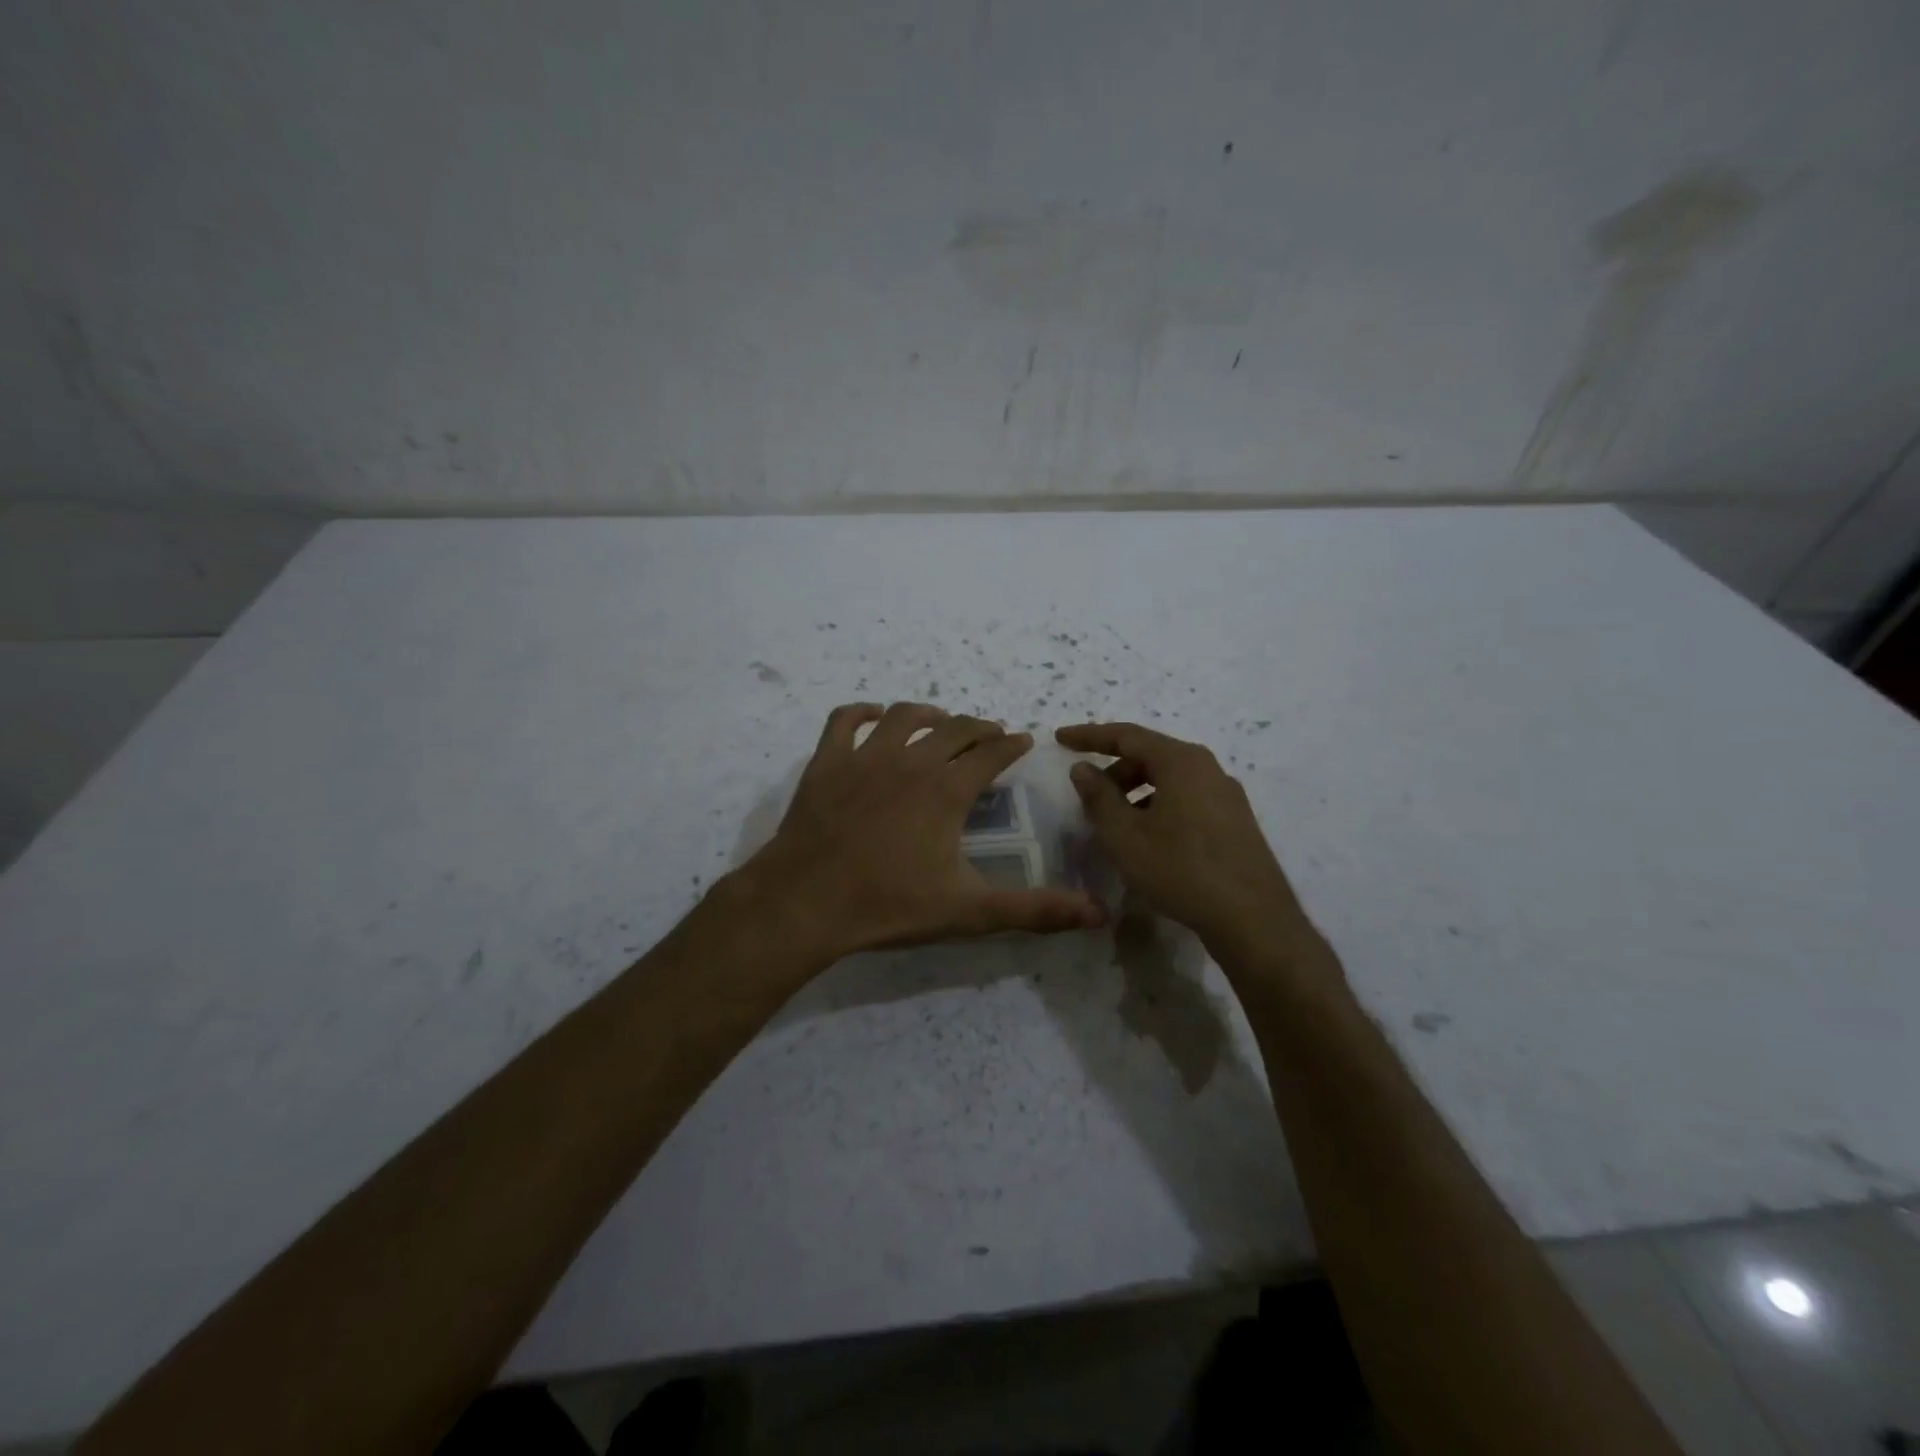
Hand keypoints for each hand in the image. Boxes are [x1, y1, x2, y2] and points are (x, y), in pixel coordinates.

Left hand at [745, 702, 1105, 962]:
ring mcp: (864, 757)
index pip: (990, 753)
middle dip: (978, 728)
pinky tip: (873, 717)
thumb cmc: (889, 904)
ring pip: (903, 717)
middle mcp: (910, 761)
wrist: (806, 902)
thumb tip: (1097, 913)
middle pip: (953, 729)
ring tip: (940, 724)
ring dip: (929, 716)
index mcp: (946, 790)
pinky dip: (862, 713)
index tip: (1023, 740)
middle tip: (989, 734)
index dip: (1011, 744)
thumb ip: (1034, 910)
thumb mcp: (969, 912)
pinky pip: (845, 720)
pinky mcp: (826, 762)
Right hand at [1057, 722, 1308, 960]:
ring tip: (1116, 826)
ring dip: (1136, 793)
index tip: (1060, 738)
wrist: (1252, 918)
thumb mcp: (1124, 835)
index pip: (1127, 735)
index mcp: (1181, 761)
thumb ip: (1099, 797)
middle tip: (1089, 798)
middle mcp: (1208, 768)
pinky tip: (1149, 842)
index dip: (1089, 736)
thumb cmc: (1179, 869)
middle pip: (1151, 756)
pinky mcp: (1235, 822)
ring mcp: (1226, 795)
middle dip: (1114, 772)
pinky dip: (1158, 808)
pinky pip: (1187, 800)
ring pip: (1169, 780)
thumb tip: (1083, 768)